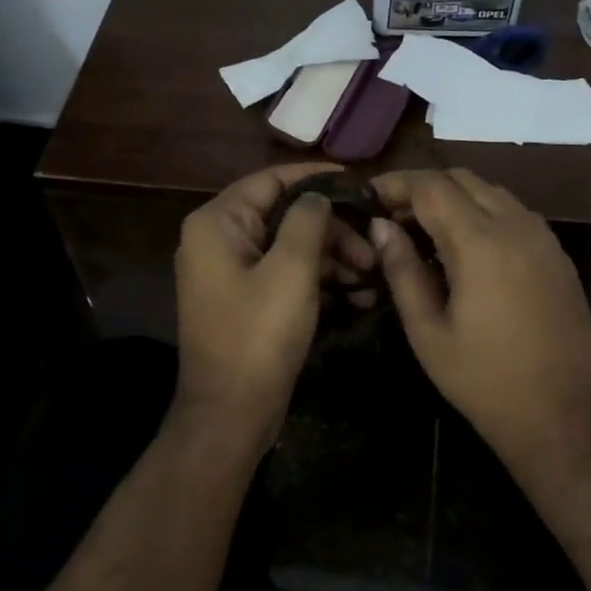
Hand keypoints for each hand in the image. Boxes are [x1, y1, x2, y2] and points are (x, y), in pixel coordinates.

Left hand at [172, 163, 377, 445]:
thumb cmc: (258, 335)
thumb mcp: (291, 270)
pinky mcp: (244, 301)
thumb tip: (318, 195)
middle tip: (373, 250)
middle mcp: (217, 240)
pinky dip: (316, 280)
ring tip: (371, 276)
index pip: (270, 180)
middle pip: (283, 215)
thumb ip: (308, 220)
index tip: (361, 183)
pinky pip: (284, 275)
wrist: (230, 412)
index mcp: (218, 223)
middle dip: (332, 228)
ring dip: (331, 257)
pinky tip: (357, 295)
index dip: (316, 178)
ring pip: (288, 247)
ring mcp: (229, 273)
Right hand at [369, 169, 590, 500]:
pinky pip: (514, 213)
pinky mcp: (558, 255)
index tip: (367, 199)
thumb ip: (401, 270)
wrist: (565, 418)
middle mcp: (516, 225)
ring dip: (453, 198)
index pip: (430, 186)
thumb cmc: (484, 381)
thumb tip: (380, 227)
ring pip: (491, 191)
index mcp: (480, 242)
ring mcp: (543, 238)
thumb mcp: (428, 331)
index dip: (394, 185)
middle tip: (390, 216)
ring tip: (422, 230)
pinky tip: (463, 248)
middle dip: (422, 187)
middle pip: (462, 178)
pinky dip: (481, 213)